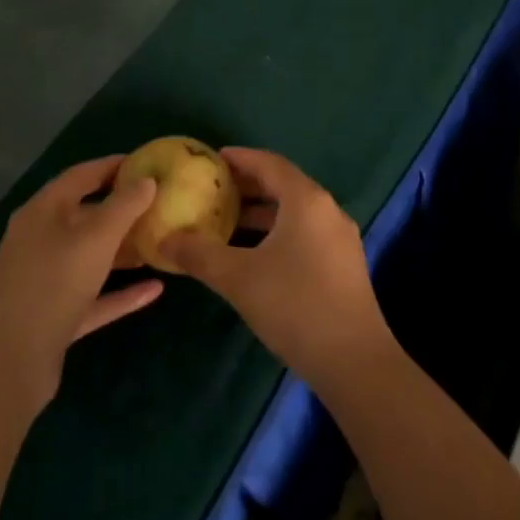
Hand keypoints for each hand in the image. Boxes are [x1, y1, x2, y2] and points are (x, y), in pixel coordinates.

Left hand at [0, 156, 162, 416]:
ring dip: (122, 250)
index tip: (148, 163)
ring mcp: (44, 279)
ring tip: (159, 243)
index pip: (81, 175)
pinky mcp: (53, 315)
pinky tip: (154, 290)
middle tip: (159, 204)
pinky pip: (92, 295)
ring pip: (89, 256)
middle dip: (122, 209)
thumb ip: (125, 205)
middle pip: (85, 215)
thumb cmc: (54, 284)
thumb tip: (147, 179)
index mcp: (42, 211)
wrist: (8, 364)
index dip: (114, 166)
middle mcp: (39, 239)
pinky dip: (120, 291)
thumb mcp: (96, 237)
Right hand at [163, 148, 395, 391]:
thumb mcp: (238, 278)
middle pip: (284, 185)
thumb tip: (165, 240)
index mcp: (306, 200)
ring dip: (262, 213)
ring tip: (226, 221)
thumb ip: (199, 254)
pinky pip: (305, 233)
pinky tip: (254, 254)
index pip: (270, 164)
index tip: (212, 159)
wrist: (353, 361)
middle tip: (214, 190)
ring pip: (295, 212)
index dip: (240, 158)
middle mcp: (327, 210)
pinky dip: (277, 232)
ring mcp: (339, 239)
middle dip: (248, 186)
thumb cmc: (294, 305)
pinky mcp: (343, 265)